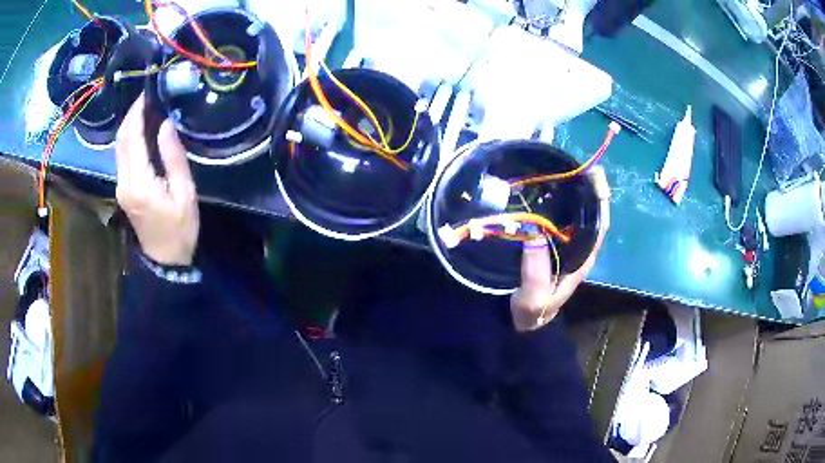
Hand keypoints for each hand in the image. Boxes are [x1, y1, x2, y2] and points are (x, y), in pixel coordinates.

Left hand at [115, 94, 199, 265]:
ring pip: (119, 147)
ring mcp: (121, 187)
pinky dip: (130, 138)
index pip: (131, 138)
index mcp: (139, 182)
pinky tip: (142, 131)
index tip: (148, 92)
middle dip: (131, 114)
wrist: (166, 260)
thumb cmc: (180, 229)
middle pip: (121, 140)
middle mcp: (124, 182)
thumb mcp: (184, 193)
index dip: (137, 112)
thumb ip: (173, 157)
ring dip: (129, 125)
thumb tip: (166, 124)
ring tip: (147, 109)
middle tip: (148, 96)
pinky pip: (122, 156)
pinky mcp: (123, 190)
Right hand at [510, 166, 610, 331]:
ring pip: (576, 214)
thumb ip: (535, 274)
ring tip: (560, 170)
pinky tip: (544, 189)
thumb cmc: (533, 312)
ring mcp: (567, 246)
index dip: (600, 201)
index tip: (595, 176)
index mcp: (582, 259)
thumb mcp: (533, 299)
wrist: (525, 322)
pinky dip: (557, 201)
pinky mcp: (553, 244)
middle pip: (590, 214)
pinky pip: (559, 218)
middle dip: (587, 189)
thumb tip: (537, 234)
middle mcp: (579, 248)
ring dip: (573, 192)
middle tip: (574, 164)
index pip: (599, 225)